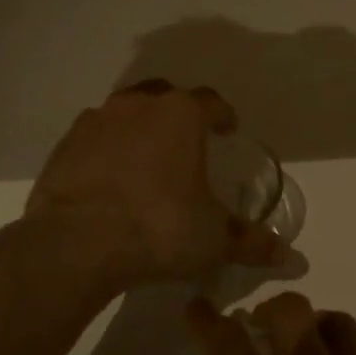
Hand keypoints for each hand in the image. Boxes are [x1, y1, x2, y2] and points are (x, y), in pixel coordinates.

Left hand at [25, 80, 290, 287]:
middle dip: (178, 114)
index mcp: (181, 116)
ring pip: (125, 112)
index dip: (223, 115)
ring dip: (139, 128)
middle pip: (165, 96)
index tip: (228, 130)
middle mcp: (138, 106)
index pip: (211, 102)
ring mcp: (96, 121)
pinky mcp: (64, 146)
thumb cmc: (159, 228)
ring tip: (146, 160)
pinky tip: (109, 179)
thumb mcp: (214, 239)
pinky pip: (94, 138)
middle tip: (187, 141)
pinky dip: (105, 150)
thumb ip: (252, 242)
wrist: (76, 244)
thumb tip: (291, 258)